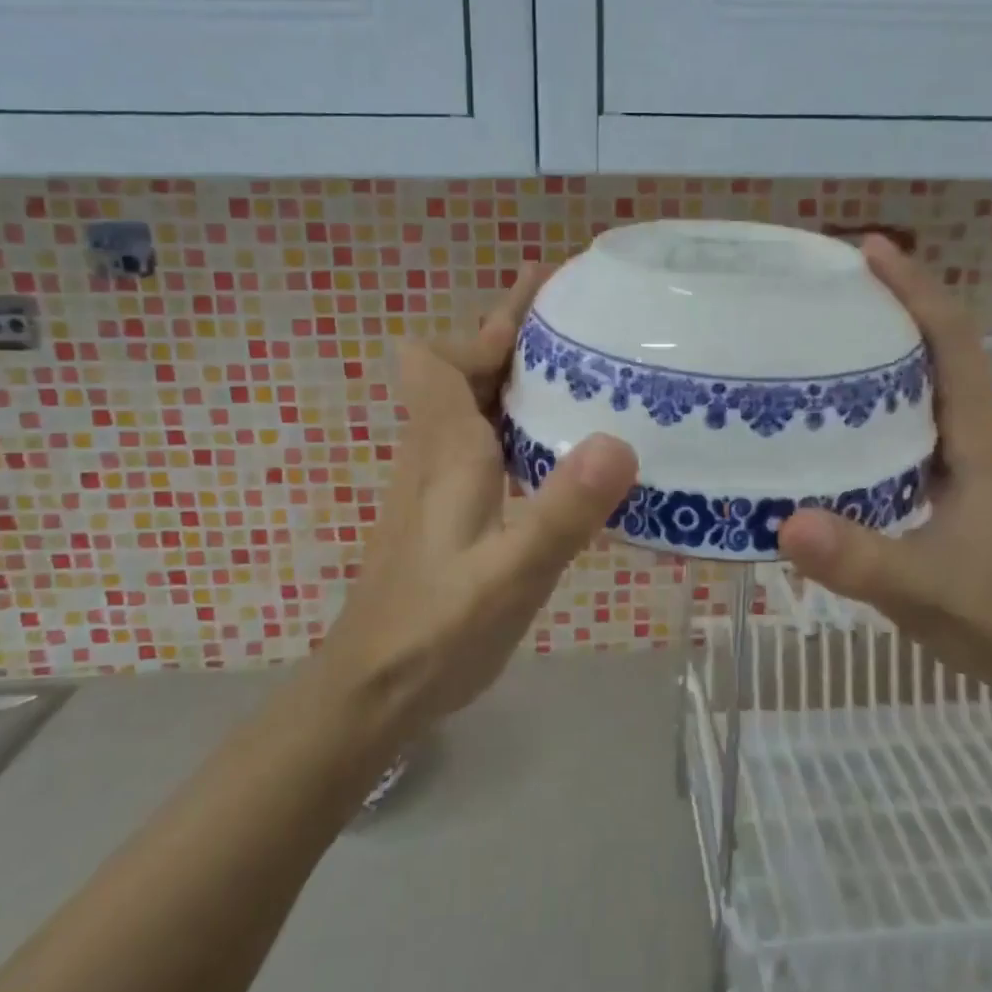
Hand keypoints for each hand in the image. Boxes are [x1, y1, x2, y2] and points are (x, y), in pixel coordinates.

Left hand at [321, 268, 638, 739]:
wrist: (372, 693)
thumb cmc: (437, 632)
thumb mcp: (512, 576)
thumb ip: (562, 511)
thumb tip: (619, 440)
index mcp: (445, 450)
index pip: (440, 357)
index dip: (486, 324)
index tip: (543, 299)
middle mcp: (433, 454)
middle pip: (457, 370)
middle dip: (509, 336)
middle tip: (577, 317)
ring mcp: (434, 483)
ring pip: (468, 405)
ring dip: (512, 376)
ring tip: (578, 368)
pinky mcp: (443, 511)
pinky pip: (477, 441)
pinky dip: (512, 421)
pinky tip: (556, 446)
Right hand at [777, 238, 991, 698]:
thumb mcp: (922, 589)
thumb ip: (858, 559)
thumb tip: (785, 522)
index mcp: (983, 440)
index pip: (954, 343)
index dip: (916, 289)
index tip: (870, 250)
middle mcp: (983, 434)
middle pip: (942, 349)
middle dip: (894, 306)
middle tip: (828, 289)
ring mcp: (975, 457)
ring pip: (932, 383)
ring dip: (890, 349)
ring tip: (827, 335)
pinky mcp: (962, 480)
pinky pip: (922, 418)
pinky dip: (888, 397)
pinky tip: (845, 412)